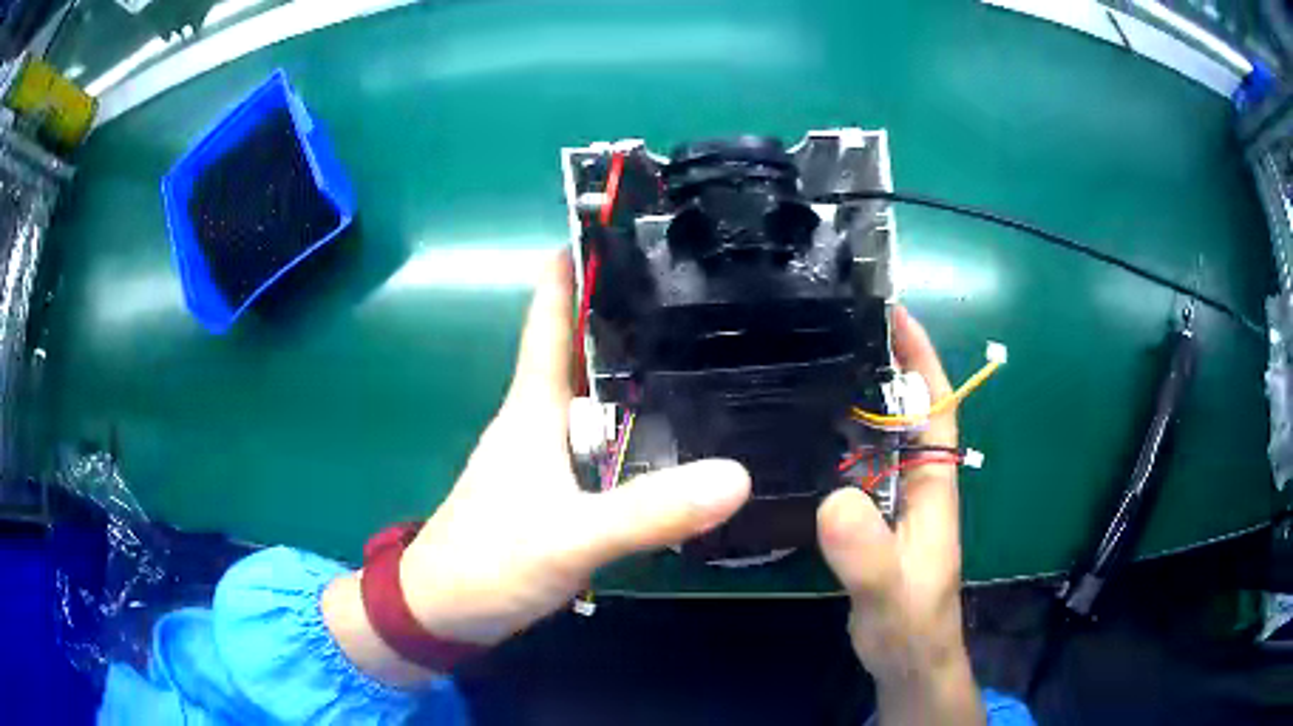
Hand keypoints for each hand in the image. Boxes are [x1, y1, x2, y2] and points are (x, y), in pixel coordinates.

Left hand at [324, 252, 750, 683]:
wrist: (444, 611)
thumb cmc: (488, 562)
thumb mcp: (569, 538)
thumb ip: (647, 512)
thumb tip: (737, 476)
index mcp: (532, 403)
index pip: (553, 311)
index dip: (582, 263)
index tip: (633, 225)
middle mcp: (541, 415)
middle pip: (588, 343)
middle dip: (636, 309)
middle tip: (705, 283)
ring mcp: (550, 452)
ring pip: (601, 390)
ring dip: (643, 365)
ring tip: (711, 342)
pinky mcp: (561, 486)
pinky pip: (608, 437)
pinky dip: (641, 422)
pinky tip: (682, 426)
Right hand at [816, 307, 983, 724]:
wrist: (907, 660)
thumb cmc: (910, 627)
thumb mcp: (889, 593)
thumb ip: (867, 554)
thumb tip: (834, 498)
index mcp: (933, 488)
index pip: (934, 409)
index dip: (921, 360)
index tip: (894, 313)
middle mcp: (916, 484)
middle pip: (902, 412)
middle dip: (878, 365)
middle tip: (829, 327)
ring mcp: (892, 502)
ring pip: (875, 438)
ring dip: (852, 400)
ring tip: (806, 365)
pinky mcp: (869, 520)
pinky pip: (853, 469)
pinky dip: (833, 444)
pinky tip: (799, 436)